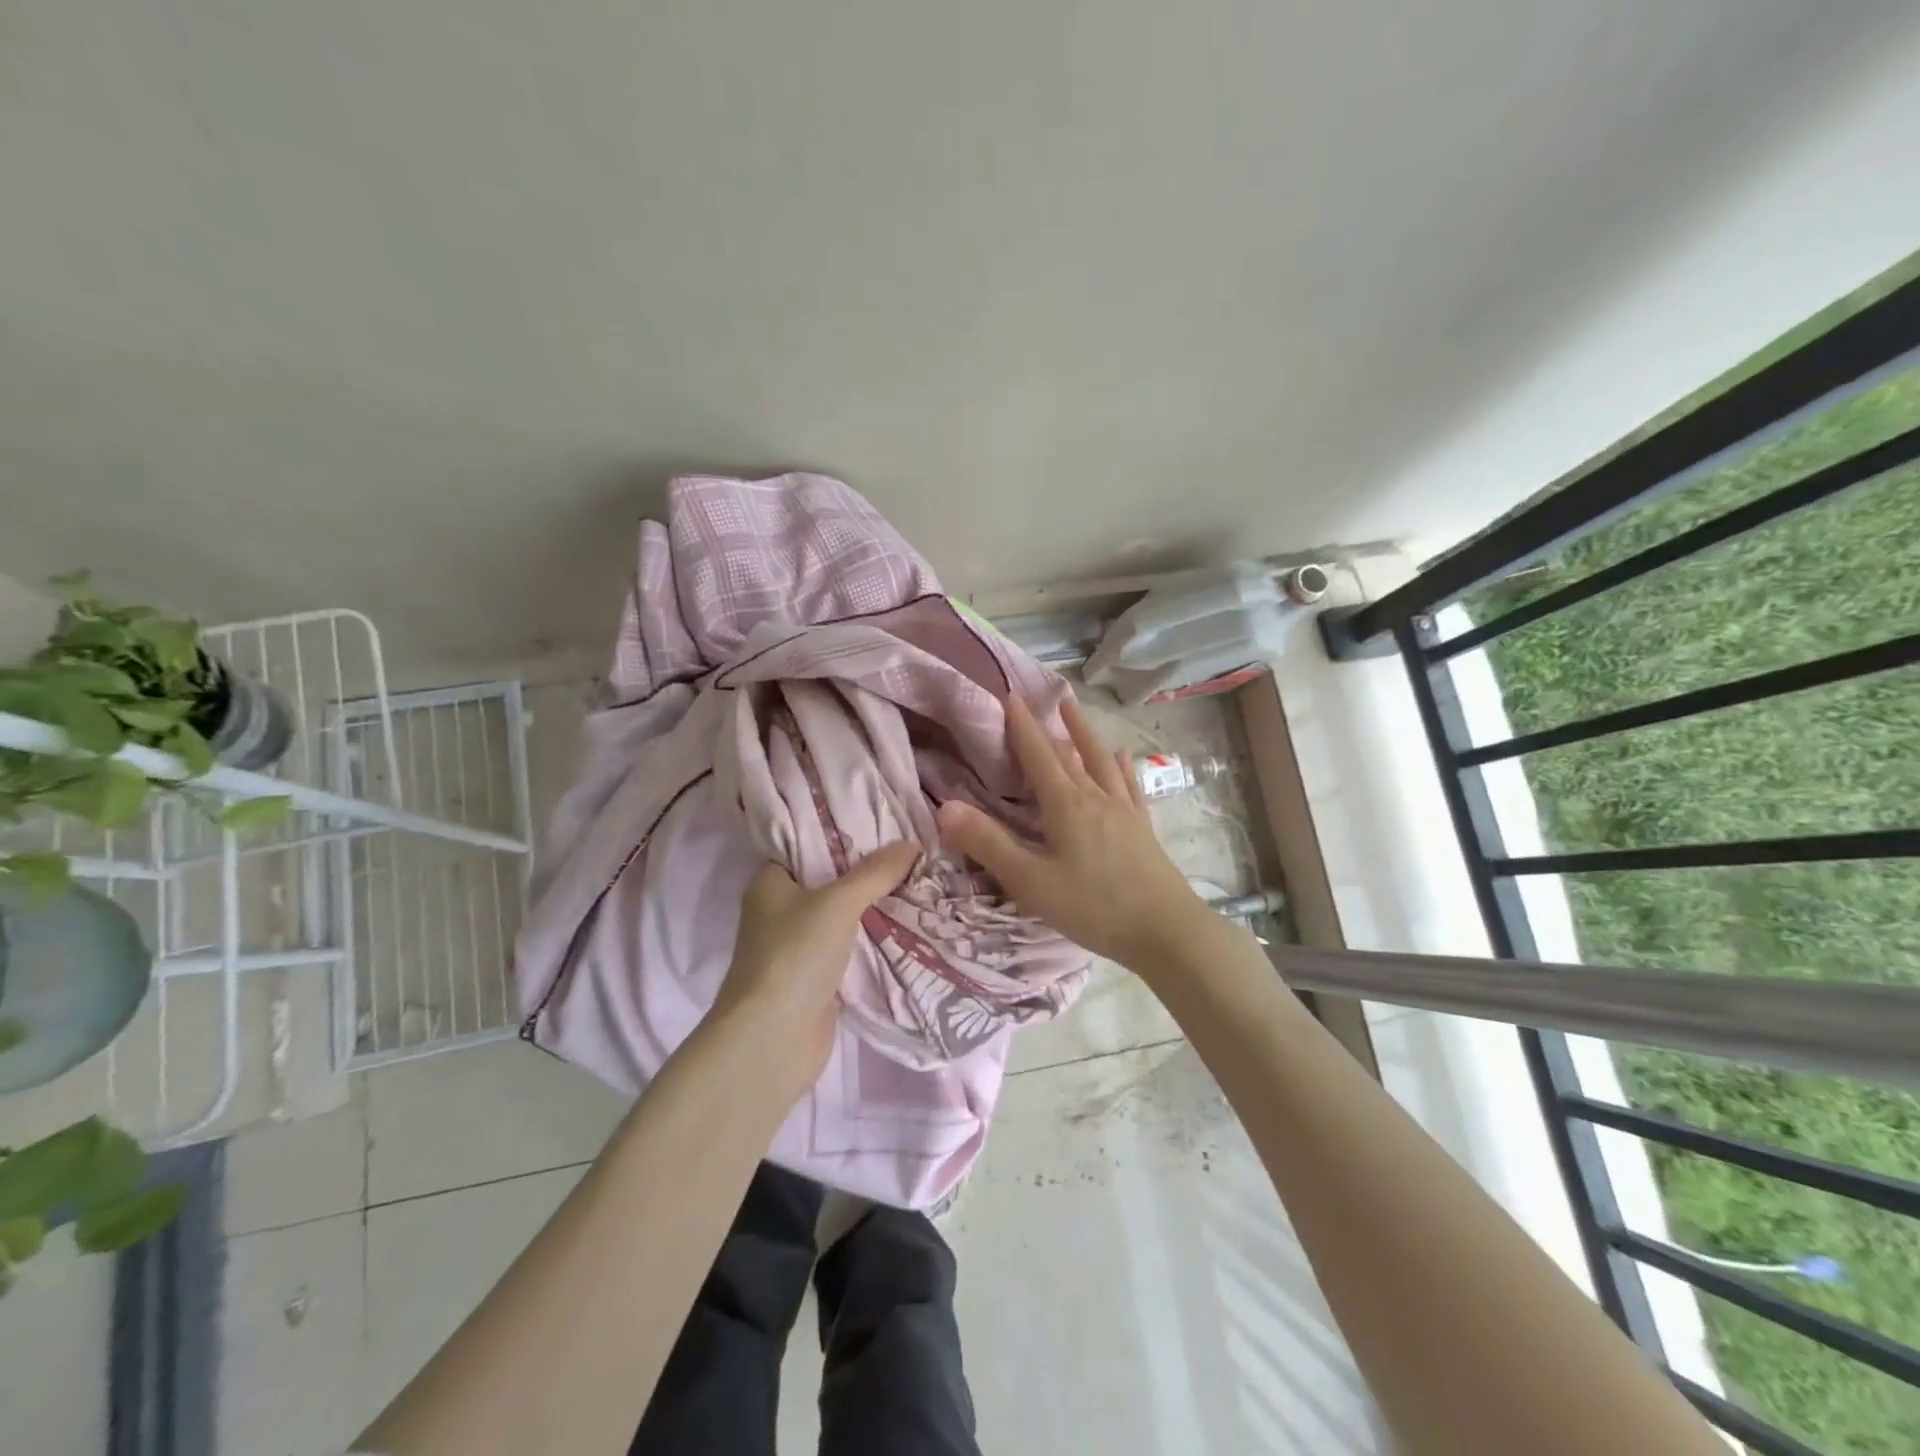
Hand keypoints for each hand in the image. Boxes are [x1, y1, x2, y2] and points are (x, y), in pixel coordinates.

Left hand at [711, 842, 919, 1101]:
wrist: (773, 1041)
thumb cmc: (794, 956)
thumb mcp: (838, 903)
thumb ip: (875, 872)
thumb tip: (913, 843)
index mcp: (770, 882)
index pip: (807, 843)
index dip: (843, 832)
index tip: (885, 819)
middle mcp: (781, 910)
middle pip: (830, 879)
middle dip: (869, 869)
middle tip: (913, 848)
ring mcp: (799, 946)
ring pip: (844, 915)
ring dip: (875, 905)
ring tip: (921, 879)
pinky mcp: (818, 977)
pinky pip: (852, 946)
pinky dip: (875, 938)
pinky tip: (909, 922)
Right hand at [936, 695, 1208, 974]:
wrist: (1166, 931)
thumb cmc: (1093, 907)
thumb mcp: (1031, 882)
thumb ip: (988, 844)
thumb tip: (946, 807)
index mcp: (1066, 805)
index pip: (1038, 756)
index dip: (1022, 726)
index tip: (1010, 696)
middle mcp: (1095, 797)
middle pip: (1068, 754)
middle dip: (1048, 726)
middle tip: (1037, 699)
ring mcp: (1123, 811)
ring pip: (1100, 761)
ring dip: (1084, 734)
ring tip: (1073, 710)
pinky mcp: (1142, 828)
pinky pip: (1129, 786)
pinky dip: (1121, 766)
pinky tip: (1122, 756)